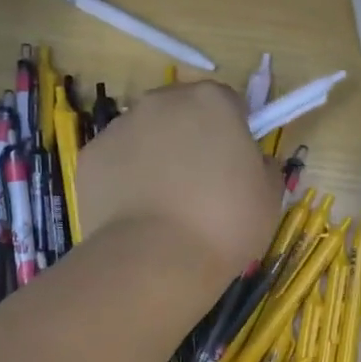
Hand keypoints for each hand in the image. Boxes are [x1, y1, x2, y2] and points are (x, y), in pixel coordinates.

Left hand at [76, 81, 280, 287]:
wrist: (155, 260)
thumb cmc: (225, 222)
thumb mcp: (269, 196)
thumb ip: (265, 167)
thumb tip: (254, 162)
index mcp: (212, 102)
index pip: (228, 102)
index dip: (234, 131)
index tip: (235, 163)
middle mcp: (162, 102)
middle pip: (182, 110)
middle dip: (191, 136)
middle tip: (201, 182)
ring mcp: (120, 126)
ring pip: (145, 133)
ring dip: (156, 155)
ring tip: (165, 203)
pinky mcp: (90, 156)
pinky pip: (116, 160)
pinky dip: (125, 177)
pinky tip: (137, 212)